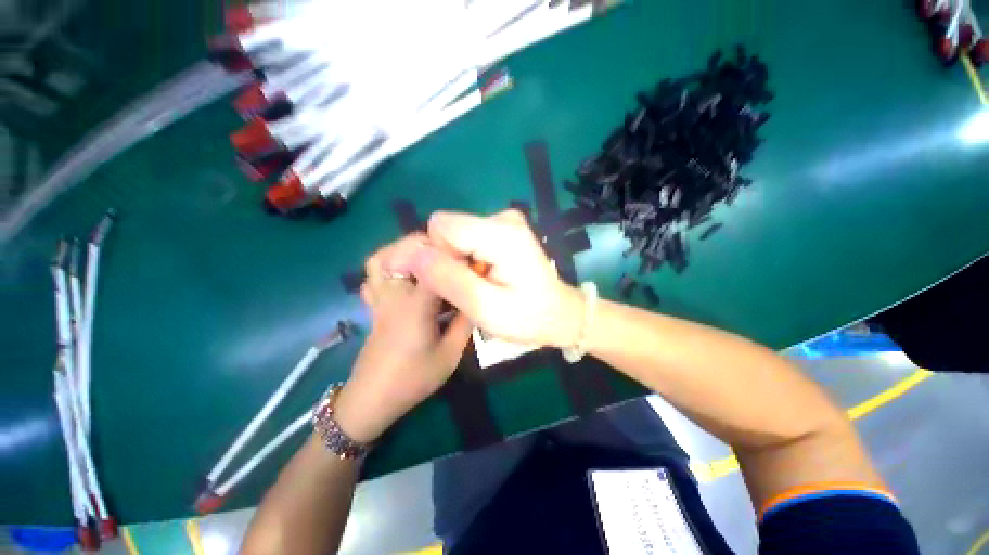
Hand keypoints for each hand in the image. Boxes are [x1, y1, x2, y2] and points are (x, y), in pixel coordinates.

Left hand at [333, 234, 472, 443]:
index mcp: (415, 306)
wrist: (372, 399)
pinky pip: (373, 276)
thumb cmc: (413, 379)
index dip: (456, 255)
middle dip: (429, 242)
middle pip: (403, 252)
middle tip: (451, 251)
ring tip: (428, 256)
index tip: (473, 254)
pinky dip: (387, 265)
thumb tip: (476, 298)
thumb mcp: (450, 355)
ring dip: (403, 250)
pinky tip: (406, 274)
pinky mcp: (374, 305)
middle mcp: (394, 294)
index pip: (436, 267)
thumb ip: (465, 323)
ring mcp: (379, 298)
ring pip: (381, 259)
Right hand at [390, 209, 583, 347]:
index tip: (455, 284)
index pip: (442, 227)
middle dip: (447, 259)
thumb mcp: (486, 308)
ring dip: (457, 261)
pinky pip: (466, 237)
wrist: (559, 313)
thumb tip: (413, 255)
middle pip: (447, 229)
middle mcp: (502, 217)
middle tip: (468, 287)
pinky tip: (483, 275)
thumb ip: (450, 280)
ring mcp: (504, 220)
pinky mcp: (502, 228)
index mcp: (502, 233)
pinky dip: (466, 258)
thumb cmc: (527, 317)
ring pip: (454, 234)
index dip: (438, 257)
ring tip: (478, 283)